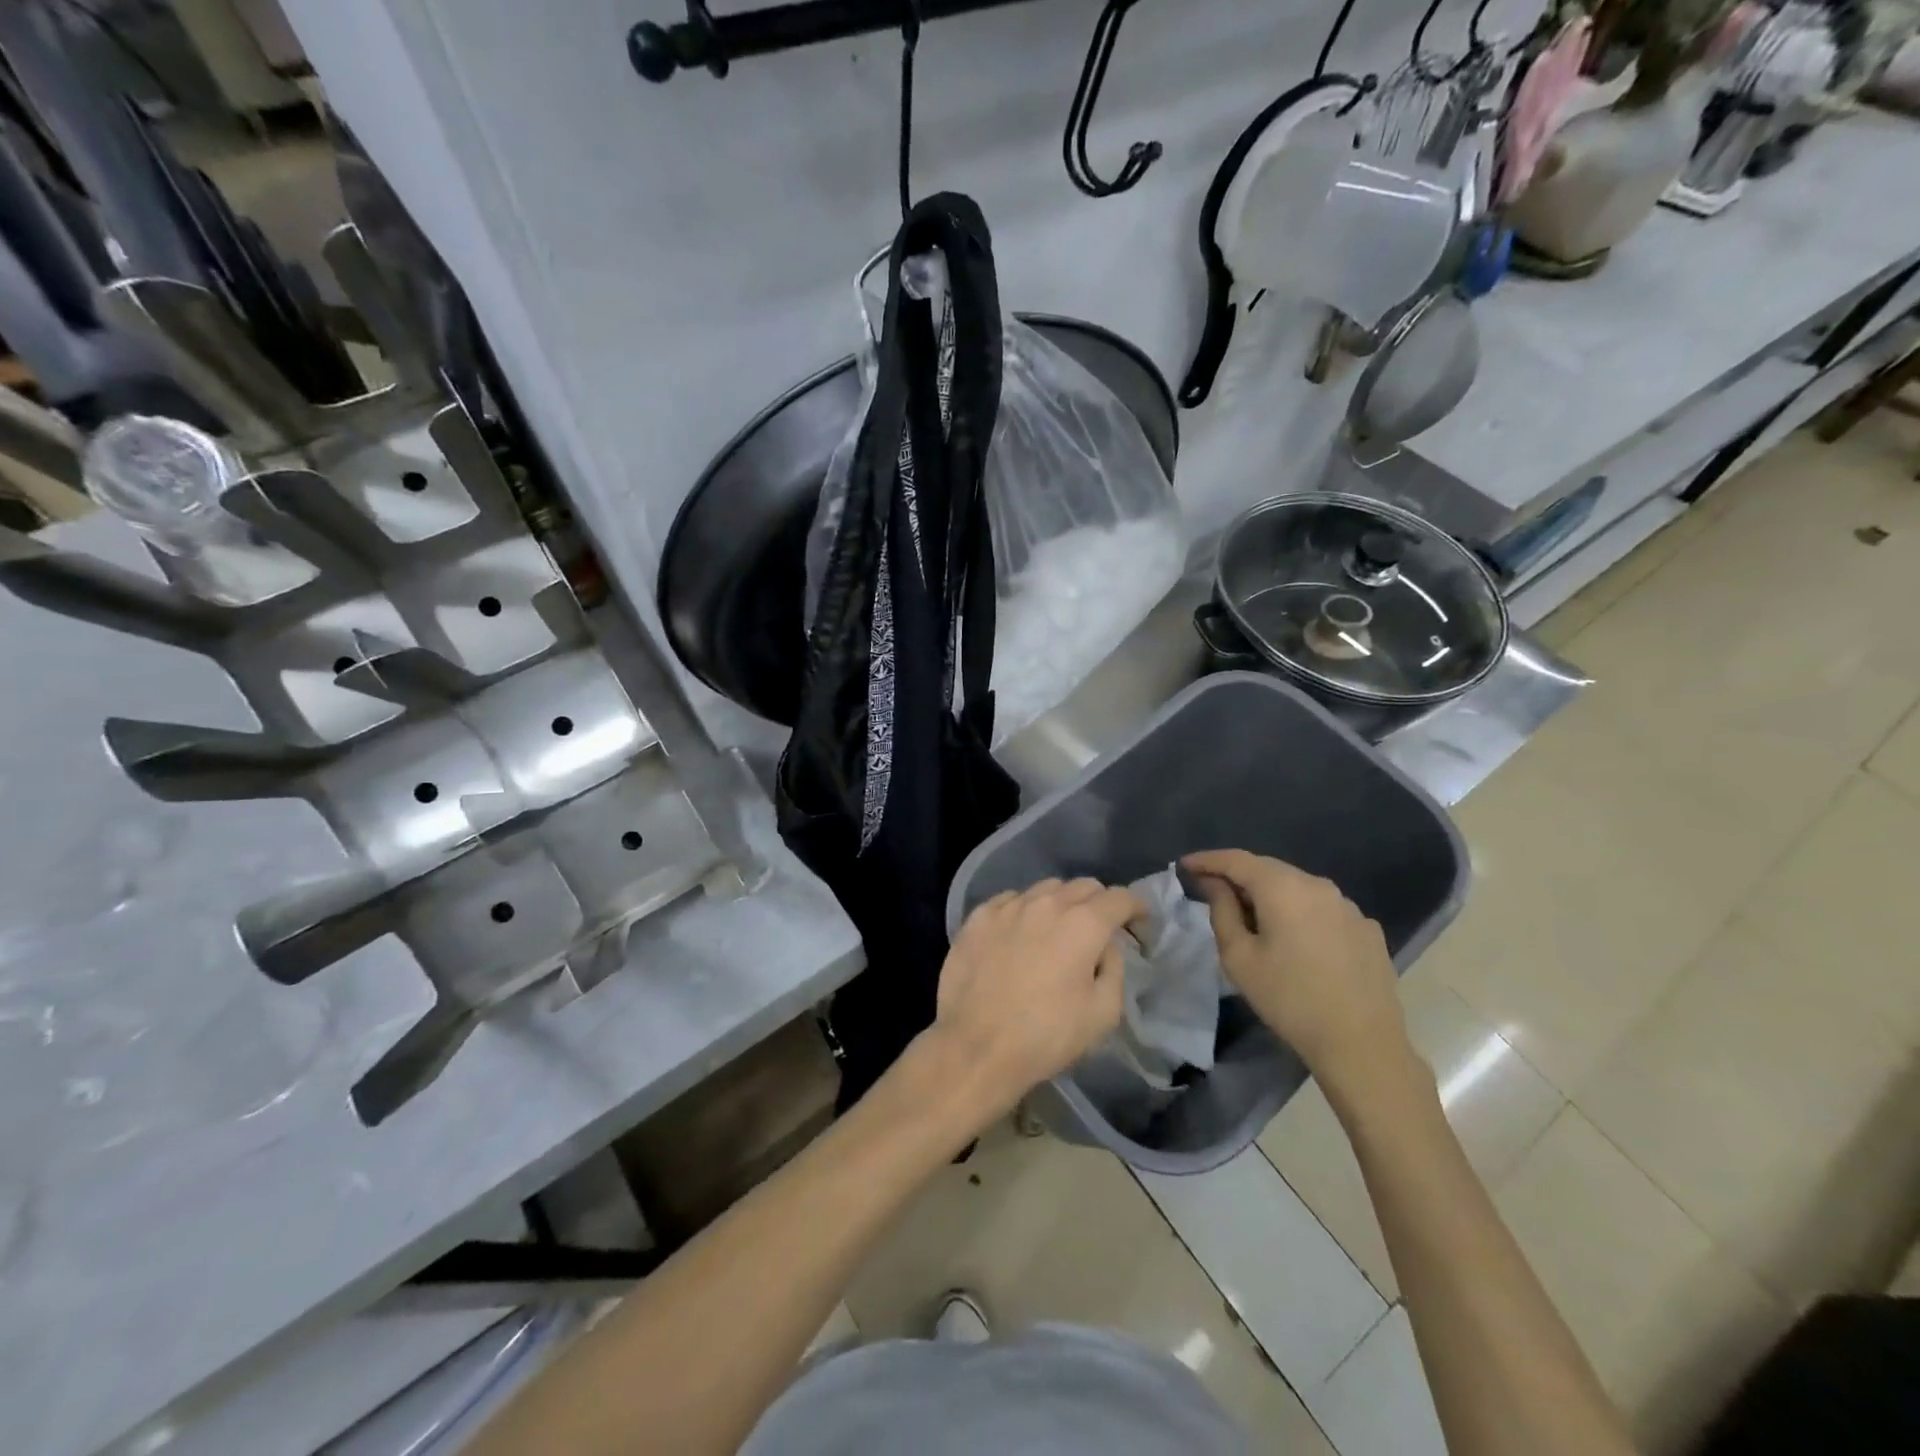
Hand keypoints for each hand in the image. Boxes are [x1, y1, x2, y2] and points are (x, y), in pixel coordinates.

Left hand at [931, 878, 1143, 1118]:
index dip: (1137, 909)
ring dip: (1062, 904)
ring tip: (1058, 932)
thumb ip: (1114, 968)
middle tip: (1101, 932)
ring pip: (1046, 888)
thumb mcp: (1103, 1013)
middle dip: (1101, 904)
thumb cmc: (1046, 1036)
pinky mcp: (978, 917)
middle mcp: (1046, 903)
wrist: (976, 1046)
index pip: (1120, 898)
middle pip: (1084, 886)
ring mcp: (1008, 906)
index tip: (1140, 927)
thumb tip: (1106, 946)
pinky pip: (1010, 900)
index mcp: (1083, 924)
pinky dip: (1025, 911)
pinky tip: (1020, 935)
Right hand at [1182, 850, 1412, 1100]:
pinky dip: (1299, 913)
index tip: (1184, 866)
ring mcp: (1348, 906)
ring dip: (1270, 895)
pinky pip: (1322, 909)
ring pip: (1297, 888)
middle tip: (1211, 890)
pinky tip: (1295, 940)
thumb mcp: (1239, 957)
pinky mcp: (1367, 929)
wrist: (1362, 1045)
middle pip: (1269, 869)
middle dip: (1237, 876)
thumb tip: (1215, 884)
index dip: (1207, 860)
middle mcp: (1318, 885)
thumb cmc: (1289, 999)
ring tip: (1252, 918)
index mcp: (1283, 888)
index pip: (1236, 859)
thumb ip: (1221, 911)